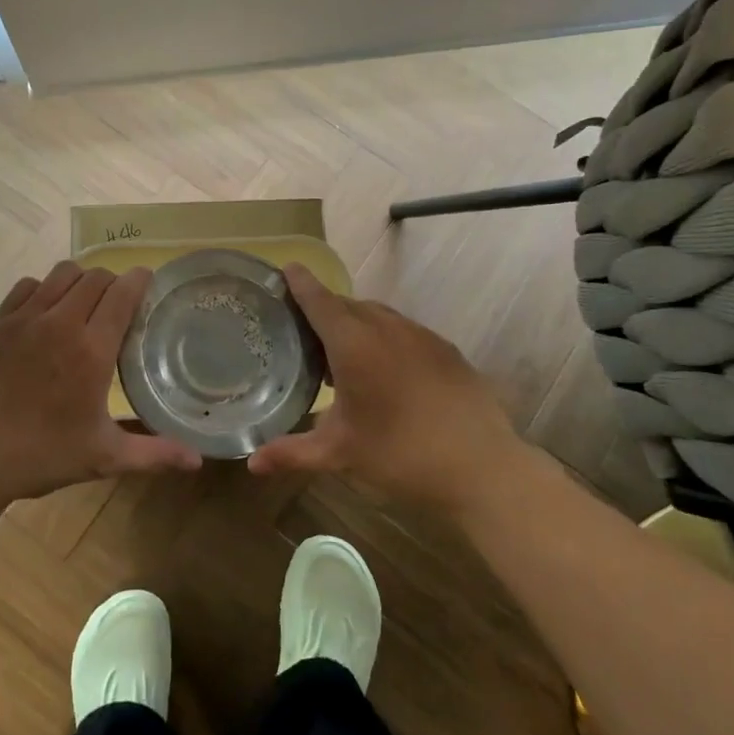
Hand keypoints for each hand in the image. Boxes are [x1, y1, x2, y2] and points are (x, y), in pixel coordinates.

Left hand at [0, 261, 202, 508]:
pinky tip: (44, 313)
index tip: (147, 283)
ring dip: (79, 281)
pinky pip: (27, 285)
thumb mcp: (104, 457)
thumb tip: (198, 461)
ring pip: (61, 273)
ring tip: (82, 303)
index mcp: (92, 350)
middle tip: (117, 304)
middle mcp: (61, 322)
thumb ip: (154, 453)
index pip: (123, 293)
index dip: (139, 280)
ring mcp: (24, 318)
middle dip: (113, 282)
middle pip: (95, 277)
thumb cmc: (41, 456)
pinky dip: (43, 290)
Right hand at [248, 265, 525, 511]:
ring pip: (377, 315)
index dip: (300, 283)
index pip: (319, 300)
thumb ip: (292, 452)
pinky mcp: (445, 349)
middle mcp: (386, 327)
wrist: (481, 466)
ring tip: (342, 353)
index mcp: (354, 343)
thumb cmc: (400, 455)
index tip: (287, 268)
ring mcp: (420, 335)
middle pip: (346, 305)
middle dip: (323, 309)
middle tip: (303, 330)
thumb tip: (252, 462)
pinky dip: (384, 337)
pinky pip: (403, 330)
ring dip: (355, 324)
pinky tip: (385, 370)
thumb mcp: (340, 453)